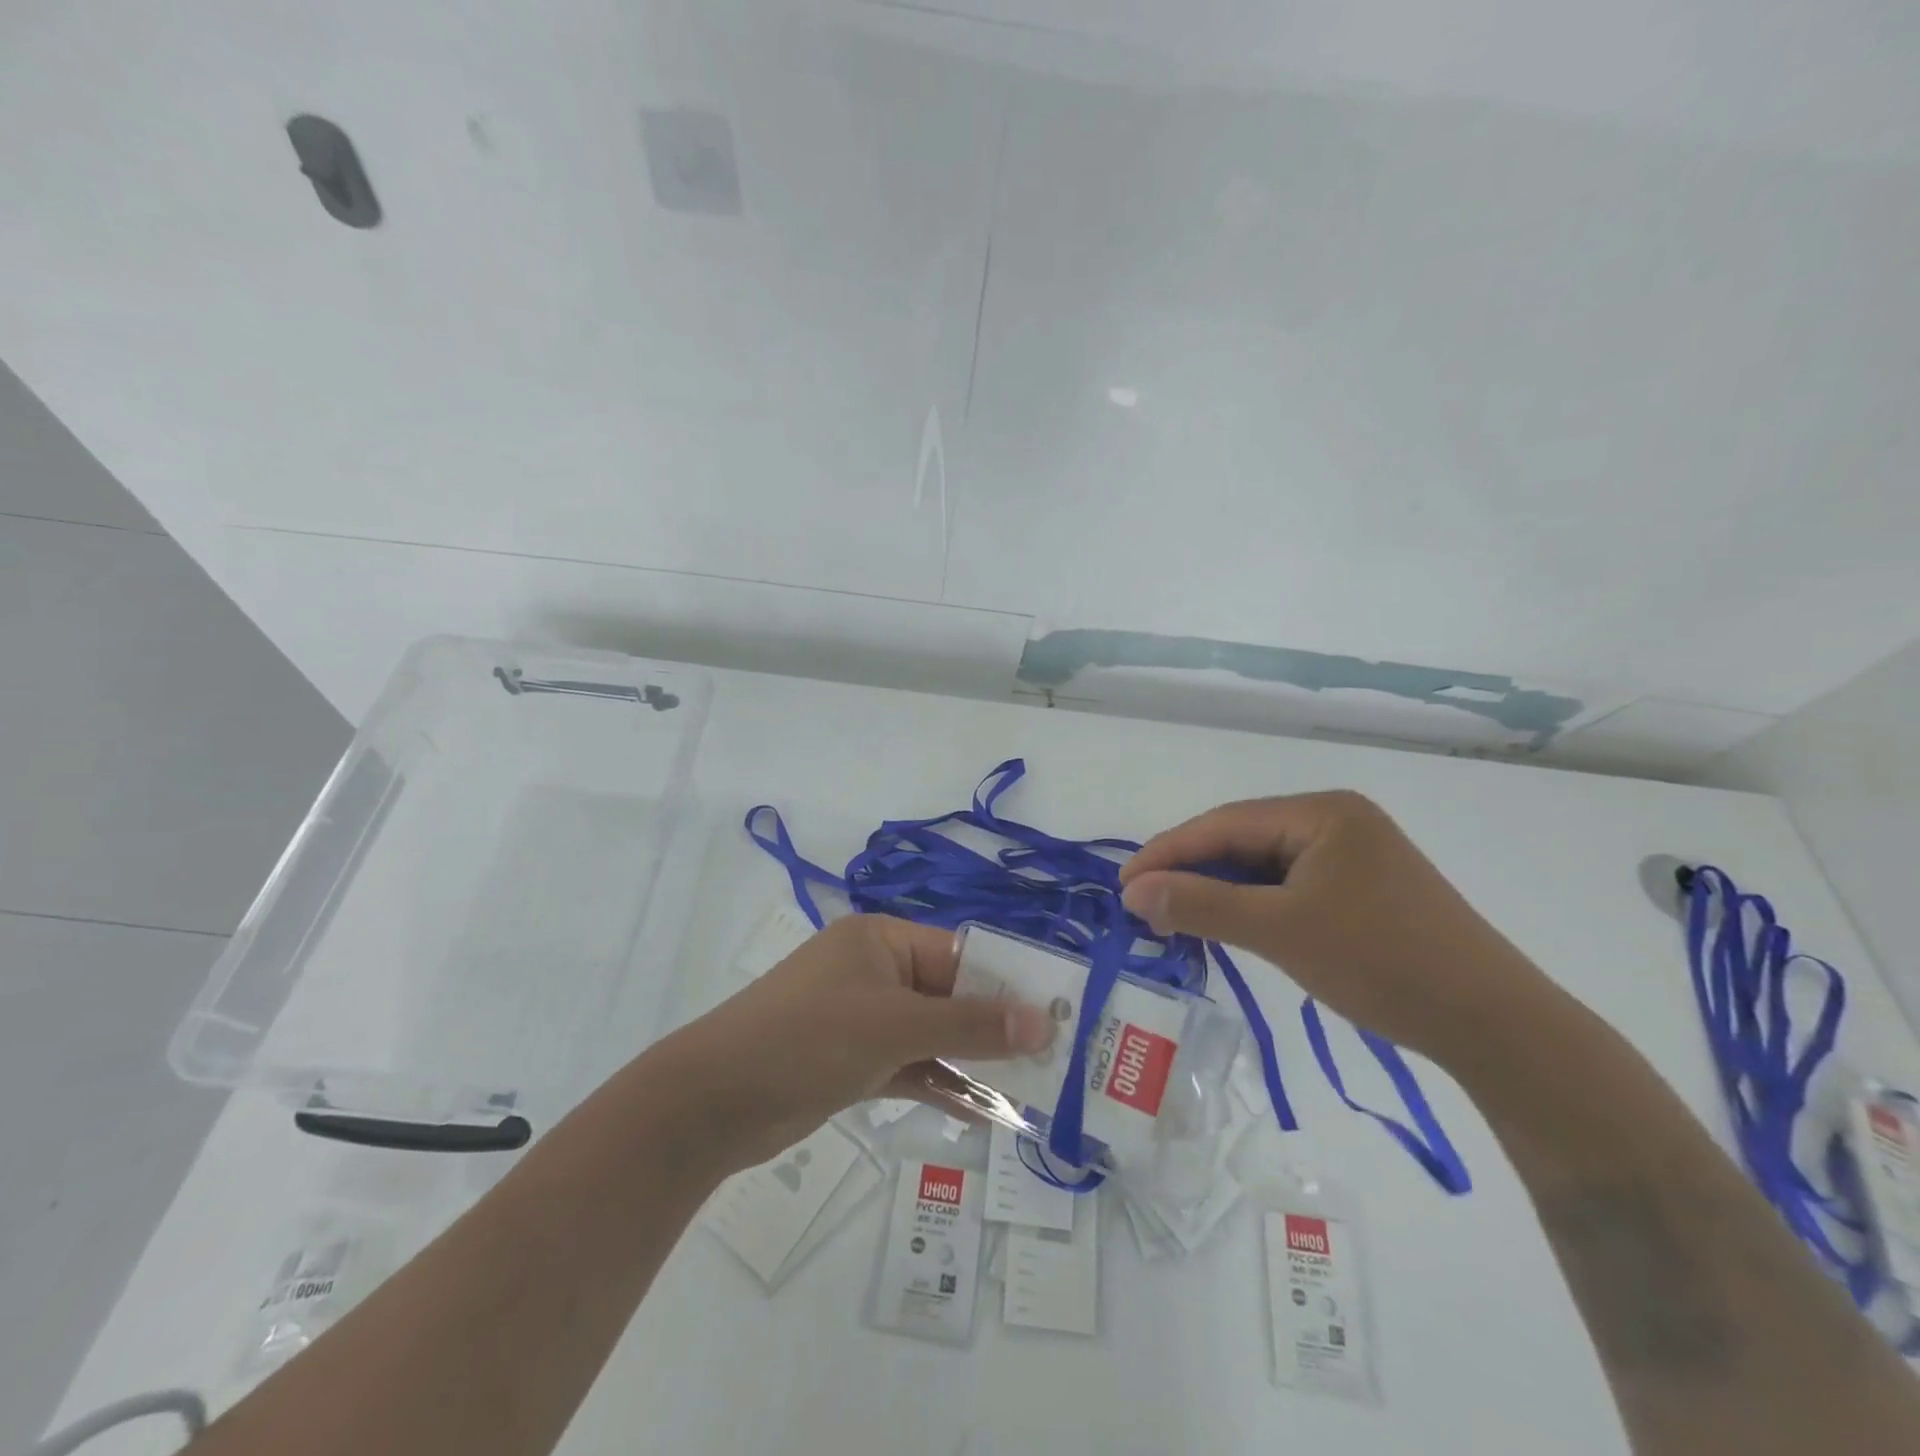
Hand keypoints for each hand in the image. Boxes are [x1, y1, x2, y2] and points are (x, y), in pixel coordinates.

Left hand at [657, 914, 1055, 1171]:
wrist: (714, 1102)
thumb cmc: (809, 1038)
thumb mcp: (895, 1027)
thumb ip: (970, 1025)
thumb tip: (1043, 1022)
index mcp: (882, 940)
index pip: (961, 954)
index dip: (1008, 984)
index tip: (1057, 1017)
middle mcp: (875, 971)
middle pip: (950, 995)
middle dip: (995, 1028)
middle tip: (1054, 1060)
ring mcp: (863, 1018)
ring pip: (933, 1035)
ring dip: (973, 1062)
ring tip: (1031, 1091)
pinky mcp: (853, 1061)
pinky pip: (911, 1066)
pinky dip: (943, 1085)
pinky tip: (986, 1112)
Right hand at [1119, 791, 1554, 1069]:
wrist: (1494, 1025)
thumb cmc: (1382, 962)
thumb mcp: (1280, 931)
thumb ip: (1201, 906)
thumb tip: (1130, 891)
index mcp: (1321, 812)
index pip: (1223, 824)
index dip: (1167, 853)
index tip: (1122, 885)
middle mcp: (1336, 821)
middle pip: (1242, 841)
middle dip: (1191, 873)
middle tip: (1144, 908)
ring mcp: (1353, 856)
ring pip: (1263, 867)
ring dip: (1219, 893)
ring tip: (1176, 920)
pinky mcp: (1363, 890)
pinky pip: (1289, 887)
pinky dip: (1253, 907)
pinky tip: (1230, 927)